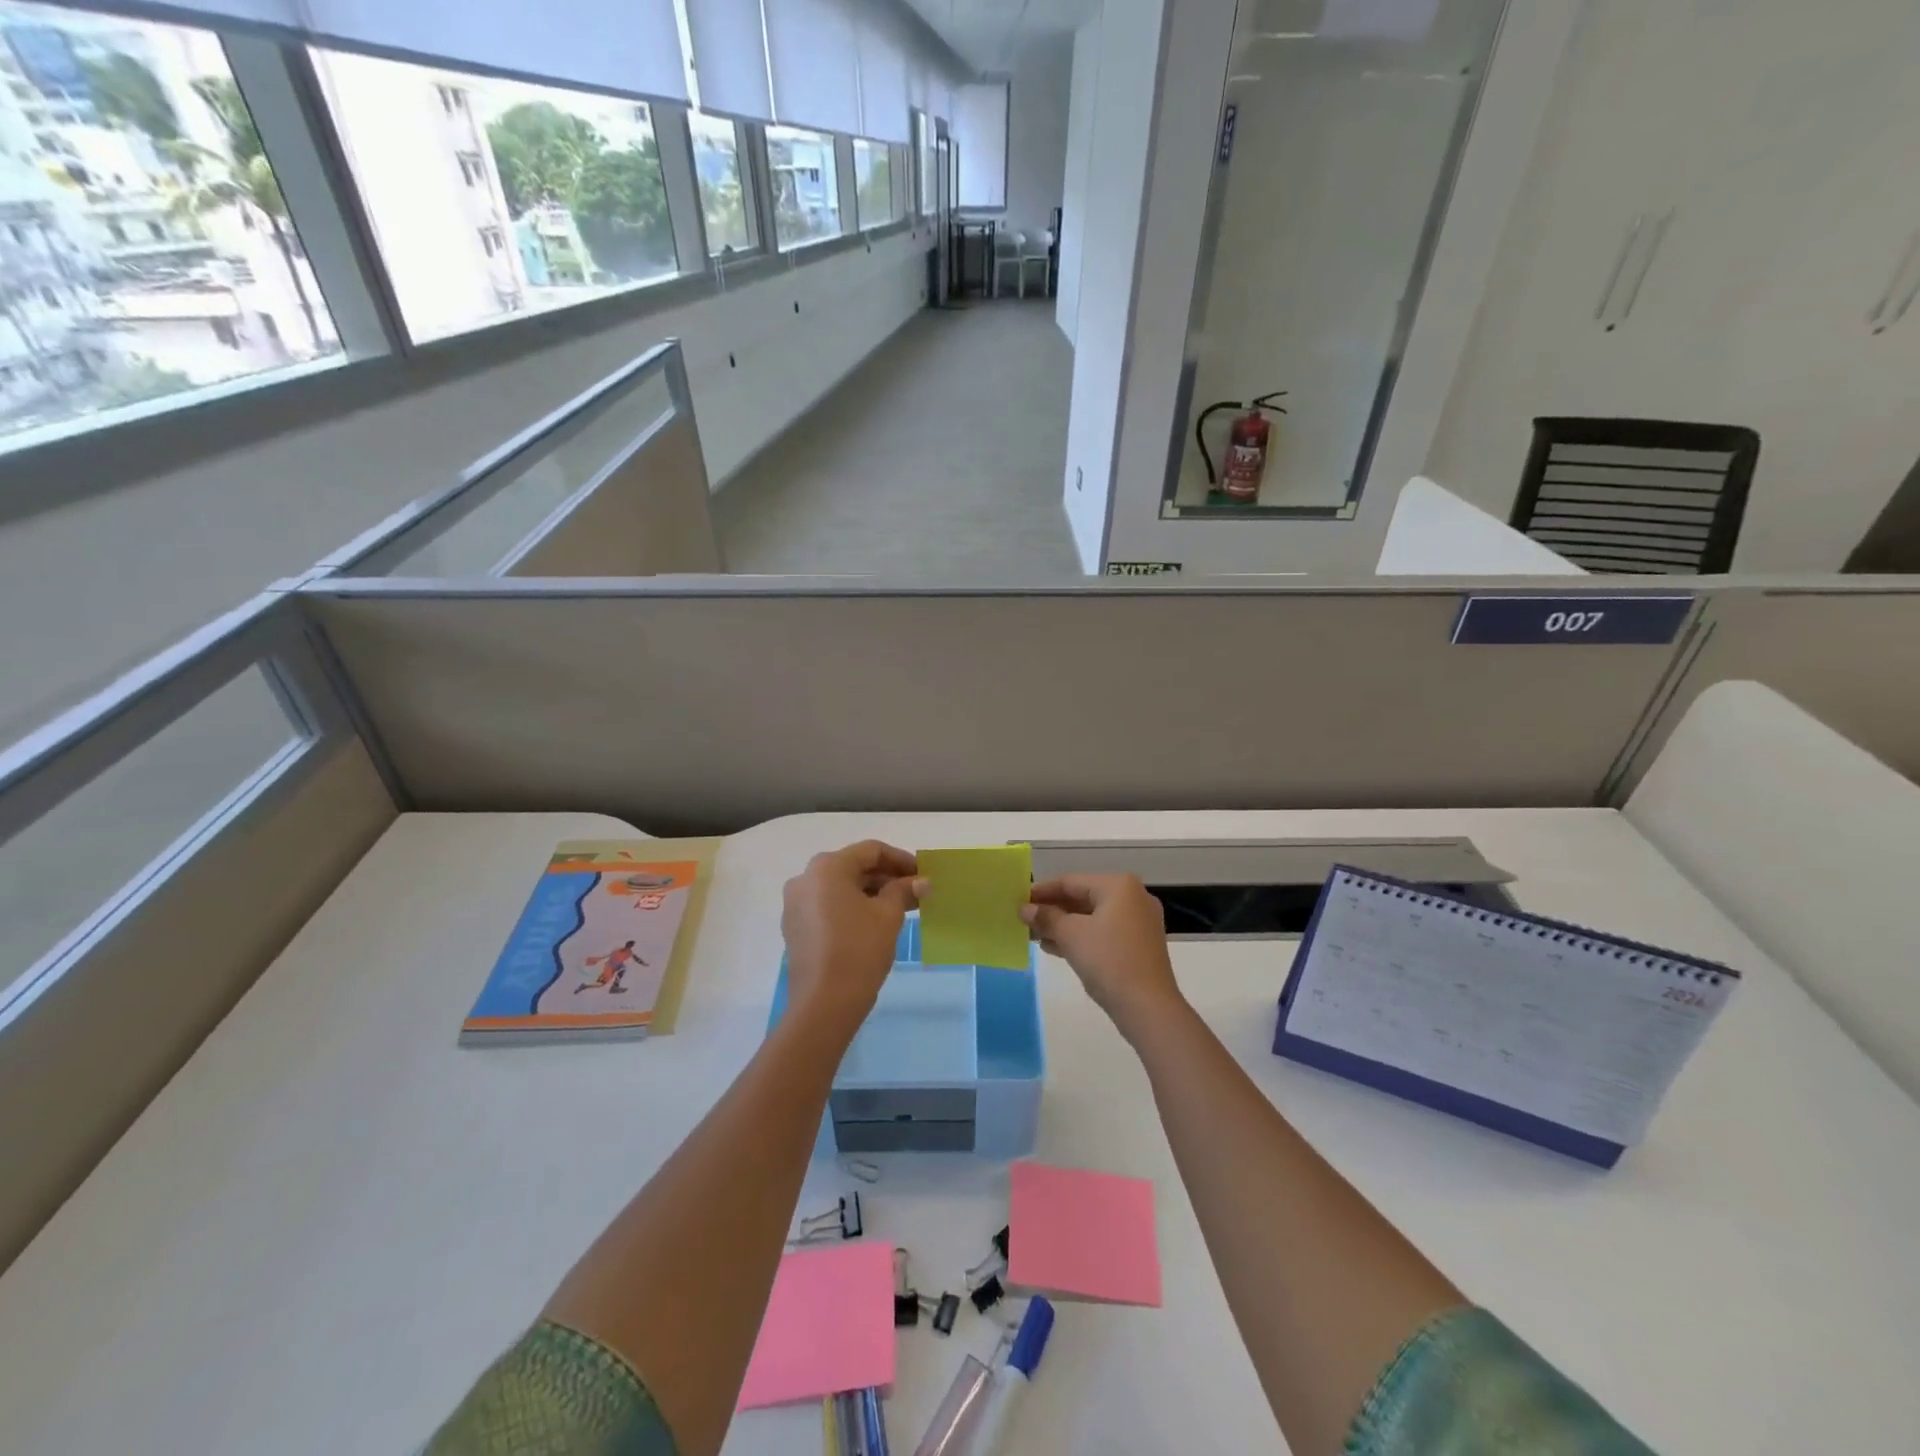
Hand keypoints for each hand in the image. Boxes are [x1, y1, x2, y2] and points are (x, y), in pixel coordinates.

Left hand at [782, 841, 923, 1035]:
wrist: (824, 1003)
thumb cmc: (859, 950)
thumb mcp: (888, 916)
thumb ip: (903, 891)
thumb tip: (921, 882)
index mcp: (827, 867)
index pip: (871, 851)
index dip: (901, 859)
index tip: (922, 873)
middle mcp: (806, 878)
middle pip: (853, 867)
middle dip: (886, 877)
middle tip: (915, 891)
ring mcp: (796, 903)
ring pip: (840, 887)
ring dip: (871, 892)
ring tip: (900, 907)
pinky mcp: (795, 926)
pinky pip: (828, 905)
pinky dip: (852, 907)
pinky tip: (874, 921)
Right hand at [1021, 874, 1184, 1035]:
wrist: (1148, 1007)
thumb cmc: (1108, 960)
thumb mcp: (1070, 935)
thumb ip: (1046, 917)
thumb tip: (1025, 908)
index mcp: (1119, 886)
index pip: (1071, 881)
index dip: (1041, 891)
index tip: (1018, 900)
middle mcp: (1133, 897)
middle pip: (1082, 897)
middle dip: (1052, 910)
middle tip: (1024, 919)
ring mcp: (1138, 922)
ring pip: (1092, 917)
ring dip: (1062, 925)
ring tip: (1033, 935)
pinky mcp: (1138, 945)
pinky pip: (1102, 932)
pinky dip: (1080, 937)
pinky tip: (1053, 947)